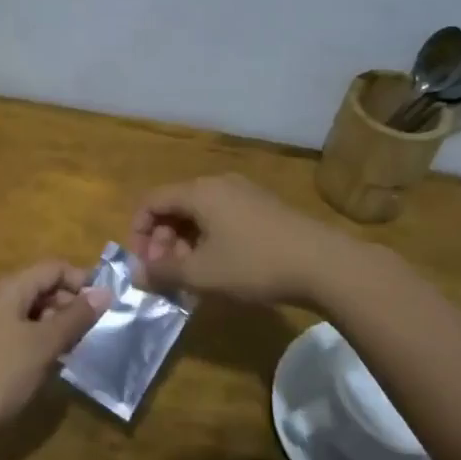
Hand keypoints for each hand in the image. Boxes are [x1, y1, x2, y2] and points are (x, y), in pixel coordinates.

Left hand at [0, 260, 112, 436]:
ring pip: (38, 313)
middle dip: (74, 305)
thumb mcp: (43, 343)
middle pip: (46, 288)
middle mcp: (2, 299)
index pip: (54, 268)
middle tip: (99, 330)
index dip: (82, 280)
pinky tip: (60, 363)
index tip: (108, 305)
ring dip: (62, 326)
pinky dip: (46, 342)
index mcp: (12, 288)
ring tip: (84, 348)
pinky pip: (27, 334)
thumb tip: (105, 292)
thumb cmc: (0, 372)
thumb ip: (75, 317)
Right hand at [128, 174, 346, 303]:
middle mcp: (219, 184)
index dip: (138, 231)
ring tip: (192, 275)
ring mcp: (245, 193)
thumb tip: (136, 274)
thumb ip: (164, 272)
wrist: (324, 264)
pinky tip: (220, 268)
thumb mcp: (202, 274)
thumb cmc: (254, 264)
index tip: (144, 264)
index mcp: (199, 191)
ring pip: (200, 213)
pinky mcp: (263, 208)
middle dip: (163, 240)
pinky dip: (210, 239)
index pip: (152, 200)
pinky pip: (222, 217)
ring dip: (186, 242)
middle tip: (168, 273)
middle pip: (175, 205)